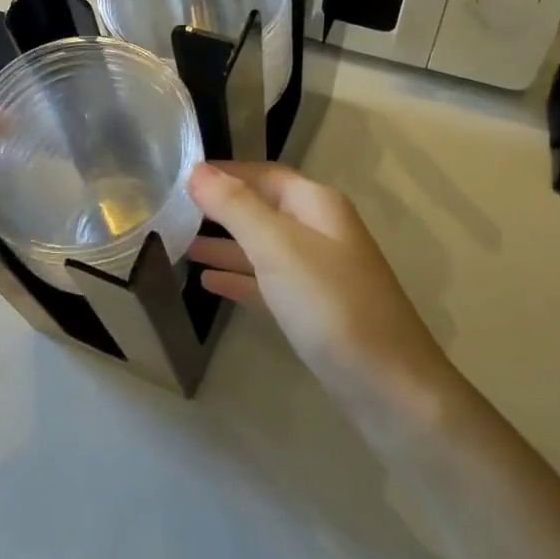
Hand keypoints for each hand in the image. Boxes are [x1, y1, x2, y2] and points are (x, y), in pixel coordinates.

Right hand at [188, 161, 451, 399]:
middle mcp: (319, 230)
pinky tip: (207, 282)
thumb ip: (236, 207)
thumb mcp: (278, 248)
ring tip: (178, 244)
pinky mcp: (313, 310)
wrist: (389, 388)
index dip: (223, 172)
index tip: (178, 174)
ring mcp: (318, 272)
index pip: (262, 174)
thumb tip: (198, 170)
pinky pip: (267, 282)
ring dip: (223, 244)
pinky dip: (238, 278)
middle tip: (170, 210)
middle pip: (261, 208)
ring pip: (261, 246)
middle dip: (219, 208)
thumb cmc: (331, 306)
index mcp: (316, 205)